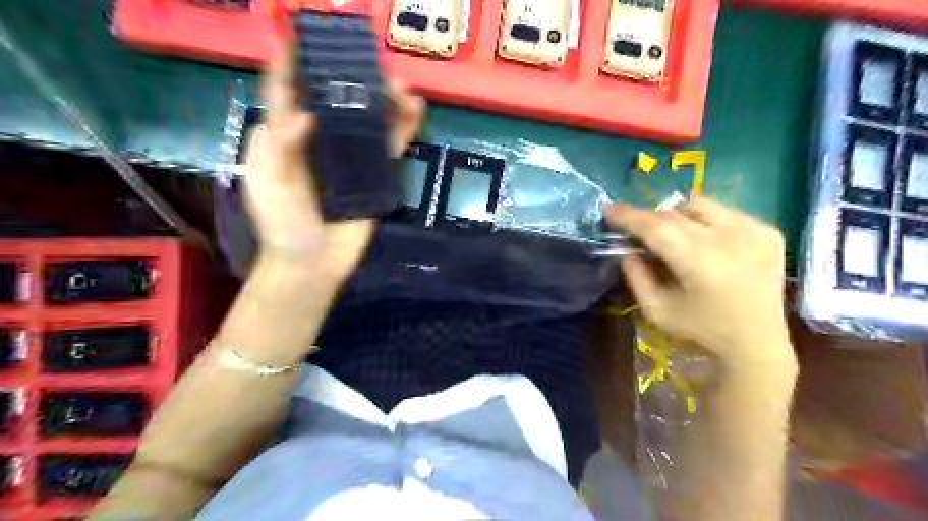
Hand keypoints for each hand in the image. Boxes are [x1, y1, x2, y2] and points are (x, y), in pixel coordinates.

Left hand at [242, 45, 421, 279]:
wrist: (313, 264)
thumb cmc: (283, 225)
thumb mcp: (267, 184)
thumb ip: (279, 148)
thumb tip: (307, 115)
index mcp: (287, 140)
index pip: (287, 94)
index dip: (292, 65)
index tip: (302, 37)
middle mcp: (321, 142)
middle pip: (336, 101)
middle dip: (350, 77)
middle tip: (368, 61)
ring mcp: (350, 158)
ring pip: (368, 120)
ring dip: (384, 99)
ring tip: (400, 85)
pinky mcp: (375, 176)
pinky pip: (390, 148)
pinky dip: (403, 129)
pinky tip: (415, 110)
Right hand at [606, 198, 792, 372]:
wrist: (758, 342)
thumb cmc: (702, 329)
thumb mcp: (657, 311)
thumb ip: (636, 278)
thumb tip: (627, 251)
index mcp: (700, 263)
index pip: (656, 227)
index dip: (629, 216)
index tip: (609, 210)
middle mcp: (729, 239)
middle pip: (674, 213)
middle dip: (649, 218)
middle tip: (637, 230)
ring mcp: (753, 231)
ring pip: (700, 205)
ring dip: (677, 216)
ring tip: (674, 236)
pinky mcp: (768, 231)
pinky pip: (724, 212)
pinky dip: (705, 221)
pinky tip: (707, 244)